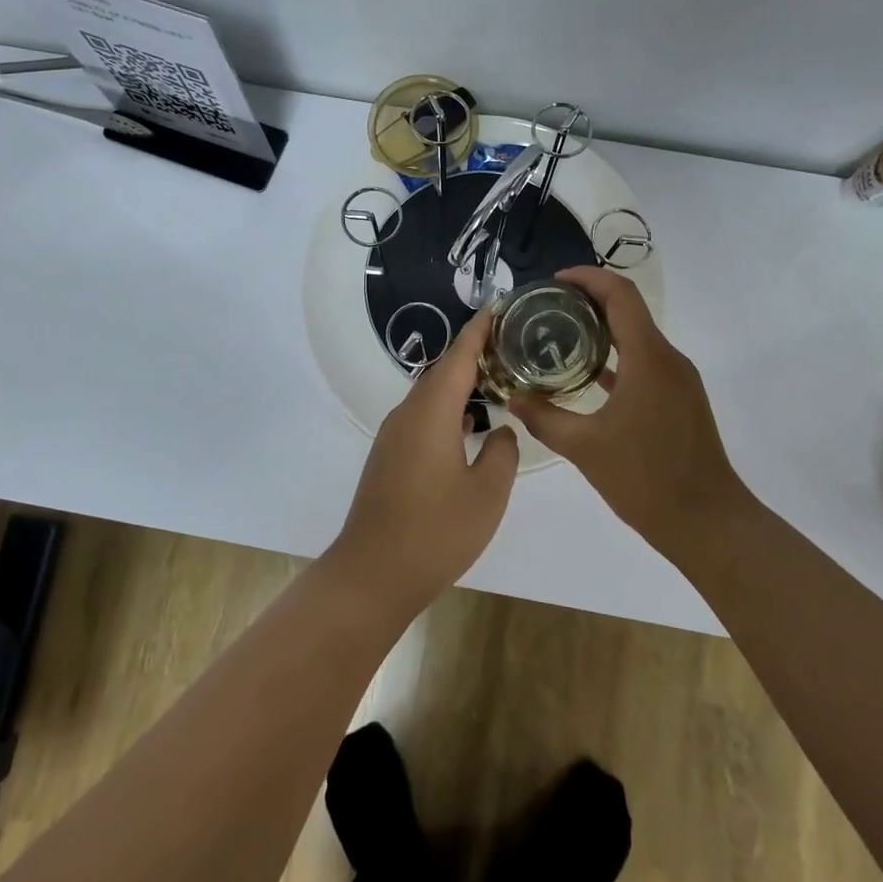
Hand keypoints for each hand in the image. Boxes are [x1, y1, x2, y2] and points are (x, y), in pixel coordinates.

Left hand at [325, 309, 518, 619]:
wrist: (372, 573)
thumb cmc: (436, 532)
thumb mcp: (487, 495)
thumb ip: (502, 453)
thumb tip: (501, 430)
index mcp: (431, 412)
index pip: (458, 356)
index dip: (479, 331)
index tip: (499, 308)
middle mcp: (407, 414)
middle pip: (442, 372)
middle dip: (473, 355)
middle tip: (510, 346)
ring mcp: (394, 436)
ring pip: (431, 396)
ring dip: (461, 385)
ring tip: (497, 381)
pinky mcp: (389, 457)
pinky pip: (423, 417)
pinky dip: (449, 410)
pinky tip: (470, 426)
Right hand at [509, 266, 743, 552]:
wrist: (708, 522)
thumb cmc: (646, 479)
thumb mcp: (584, 448)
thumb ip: (544, 417)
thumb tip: (512, 397)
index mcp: (649, 358)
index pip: (620, 295)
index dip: (588, 278)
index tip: (554, 281)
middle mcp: (669, 359)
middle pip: (629, 311)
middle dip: (588, 302)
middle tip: (547, 309)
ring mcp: (678, 380)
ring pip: (637, 338)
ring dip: (602, 331)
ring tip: (559, 338)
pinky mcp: (680, 400)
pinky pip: (645, 363)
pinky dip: (616, 359)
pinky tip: (587, 376)